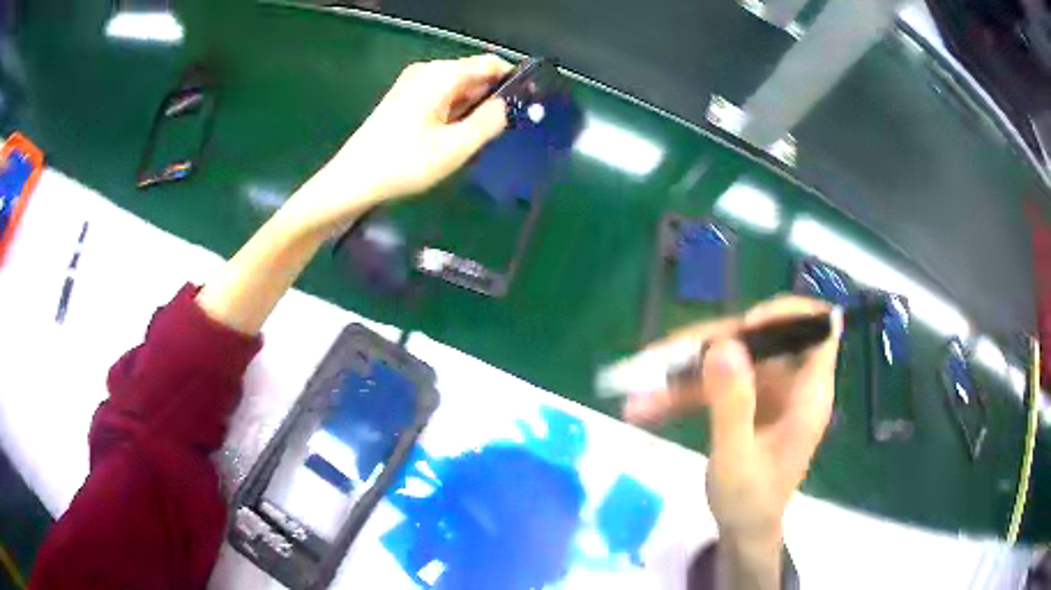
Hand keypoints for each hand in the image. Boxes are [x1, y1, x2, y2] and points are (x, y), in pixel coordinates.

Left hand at [289, 54, 511, 235]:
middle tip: (508, 131)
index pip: (490, 64)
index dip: (513, 80)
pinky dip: (455, 114)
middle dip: (493, 98)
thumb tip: (511, 104)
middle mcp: (427, 72)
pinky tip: (457, 139)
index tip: (530, 104)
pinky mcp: (404, 100)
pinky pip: (441, 99)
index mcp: (440, 75)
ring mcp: (412, 85)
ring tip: (484, 139)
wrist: (351, 182)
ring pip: (458, 89)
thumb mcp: (455, 147)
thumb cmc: (403, 164)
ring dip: (474, 110)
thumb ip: (489, 122)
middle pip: (473, 75)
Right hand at [623, 296, 840, 538]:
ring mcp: (767, 391)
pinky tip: (646, 408)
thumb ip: (732, 406)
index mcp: (808, 396)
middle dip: (709, 346)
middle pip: (758, 339)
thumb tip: (722, 346)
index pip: (819, 331)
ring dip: (683, 373)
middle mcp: (791, 384)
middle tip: (662, 360)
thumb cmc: (749, 504)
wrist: (743, 532)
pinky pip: (714, 382)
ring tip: (638, 396)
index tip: (746, 325)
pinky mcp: (745, 401)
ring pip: (729, 360)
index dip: (788, 316)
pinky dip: (682, 392)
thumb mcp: (736, 461)